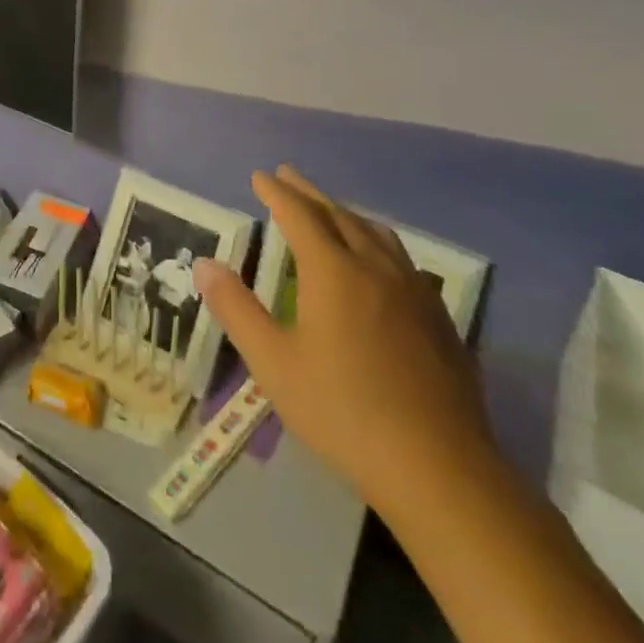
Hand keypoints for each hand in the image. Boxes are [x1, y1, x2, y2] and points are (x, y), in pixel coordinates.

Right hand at [194, 166, 494, 514]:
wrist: (438, 468)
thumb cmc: (343, 411)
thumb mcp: (274, 363)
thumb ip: (236, 308)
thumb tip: (204, 263)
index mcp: (333, 271)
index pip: (299, 214)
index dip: (277, 192)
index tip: (260, 175)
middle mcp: (374, 267)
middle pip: (338, 214)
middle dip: (309, 192)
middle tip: (288, 175)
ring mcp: (413, 291)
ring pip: (376, 233)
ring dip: (346, 213)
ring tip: (331, 210)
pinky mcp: (439, 318)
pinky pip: (402, 259)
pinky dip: (377, 242)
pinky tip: (381, 263)